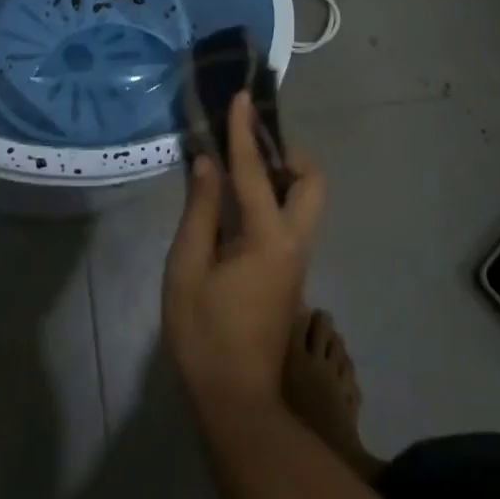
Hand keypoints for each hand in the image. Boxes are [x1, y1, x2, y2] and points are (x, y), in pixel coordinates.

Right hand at [163, 91, 326, 412]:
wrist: (237, 400)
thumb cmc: (204, 333)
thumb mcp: (187, 268)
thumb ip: (200, 211)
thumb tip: (208, 163)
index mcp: (267, 237)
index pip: (254, 171)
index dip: (244, 131)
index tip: (241, 97)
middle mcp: (294, 241)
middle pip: (312, 183)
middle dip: (289, 154)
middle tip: (251, 145)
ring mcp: (296, 259)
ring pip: (307, 201)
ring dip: (283, 174)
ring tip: (241, 165)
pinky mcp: (290, 272)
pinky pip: (292, 217)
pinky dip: (274, 196)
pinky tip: (240, 201)